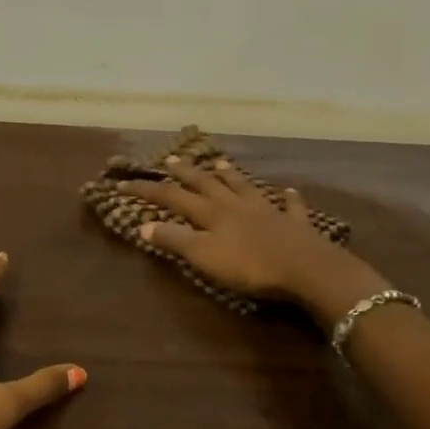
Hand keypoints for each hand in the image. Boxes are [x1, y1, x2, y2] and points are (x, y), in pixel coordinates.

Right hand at [117, 158, 385, 321]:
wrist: (306, 269)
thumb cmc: (249, 266)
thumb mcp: (204, 256)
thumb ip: (175, 240)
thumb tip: (144, 225)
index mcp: (211, 213)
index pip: (172, 198)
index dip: (147, 191)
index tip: (123, 183)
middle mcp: (236, 205)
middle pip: (206, 184)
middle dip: (186, 173)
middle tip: (170, 159)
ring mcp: (267, 211)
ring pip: (243, 187)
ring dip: (230, 176)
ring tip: (220, 163)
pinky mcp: (294, 223)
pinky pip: (289, 206)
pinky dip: (287, 198)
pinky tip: (288, 191)